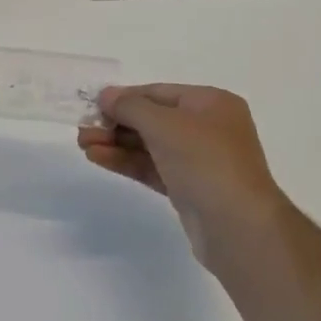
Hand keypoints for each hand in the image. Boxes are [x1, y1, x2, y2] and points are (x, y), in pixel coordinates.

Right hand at [77, 84, 294, 272]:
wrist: (238, 227)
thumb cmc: (205, 161)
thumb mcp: (164, 124)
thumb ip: (131, 107)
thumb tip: (106, 95)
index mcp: (211, 103)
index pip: (159, 93)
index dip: (125, 97)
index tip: (92, 105)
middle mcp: (208, 128)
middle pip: (153, 119)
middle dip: (116, 123)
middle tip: (82, 129)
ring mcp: (199, 160)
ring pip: (150, 145)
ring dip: (117, 143)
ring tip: (83, 145)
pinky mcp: (188, 189)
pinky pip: (152, 167)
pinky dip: (127, 162)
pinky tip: (99, 158)